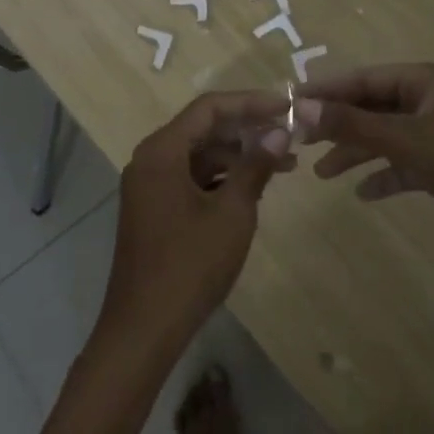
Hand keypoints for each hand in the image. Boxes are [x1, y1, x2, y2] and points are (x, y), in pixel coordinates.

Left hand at [96, 90, 292, 362]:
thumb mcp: (232, 213)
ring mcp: (150, 186)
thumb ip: (256, 166)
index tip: (287, 106)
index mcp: (161, 151)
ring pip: (200, 154)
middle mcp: (150, 159)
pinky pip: (192, 178)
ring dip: (239, 155)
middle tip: (290, 133)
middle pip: (204, 128)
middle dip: (248, 129)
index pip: (210, 108)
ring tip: (284, 164)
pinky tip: (254, 188)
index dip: (251, 102)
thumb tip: (279, 131)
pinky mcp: (155, 209)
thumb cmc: (189, 266)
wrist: (143, 331)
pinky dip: (222, 178)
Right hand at [296, 63, 433, 252]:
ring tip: (321, 172)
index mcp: (425, 81)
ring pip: (385, 136)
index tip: (292, 102)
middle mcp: (428, 101)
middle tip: (299, 140)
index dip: (328, 90)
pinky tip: (362, 193)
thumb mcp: (408, 140)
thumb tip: (304, 107)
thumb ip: (355, 124)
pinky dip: (383, 175)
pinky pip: (403, 165)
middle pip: (372, 107)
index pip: (365, 79)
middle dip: (338, 124)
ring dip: (356, 152)